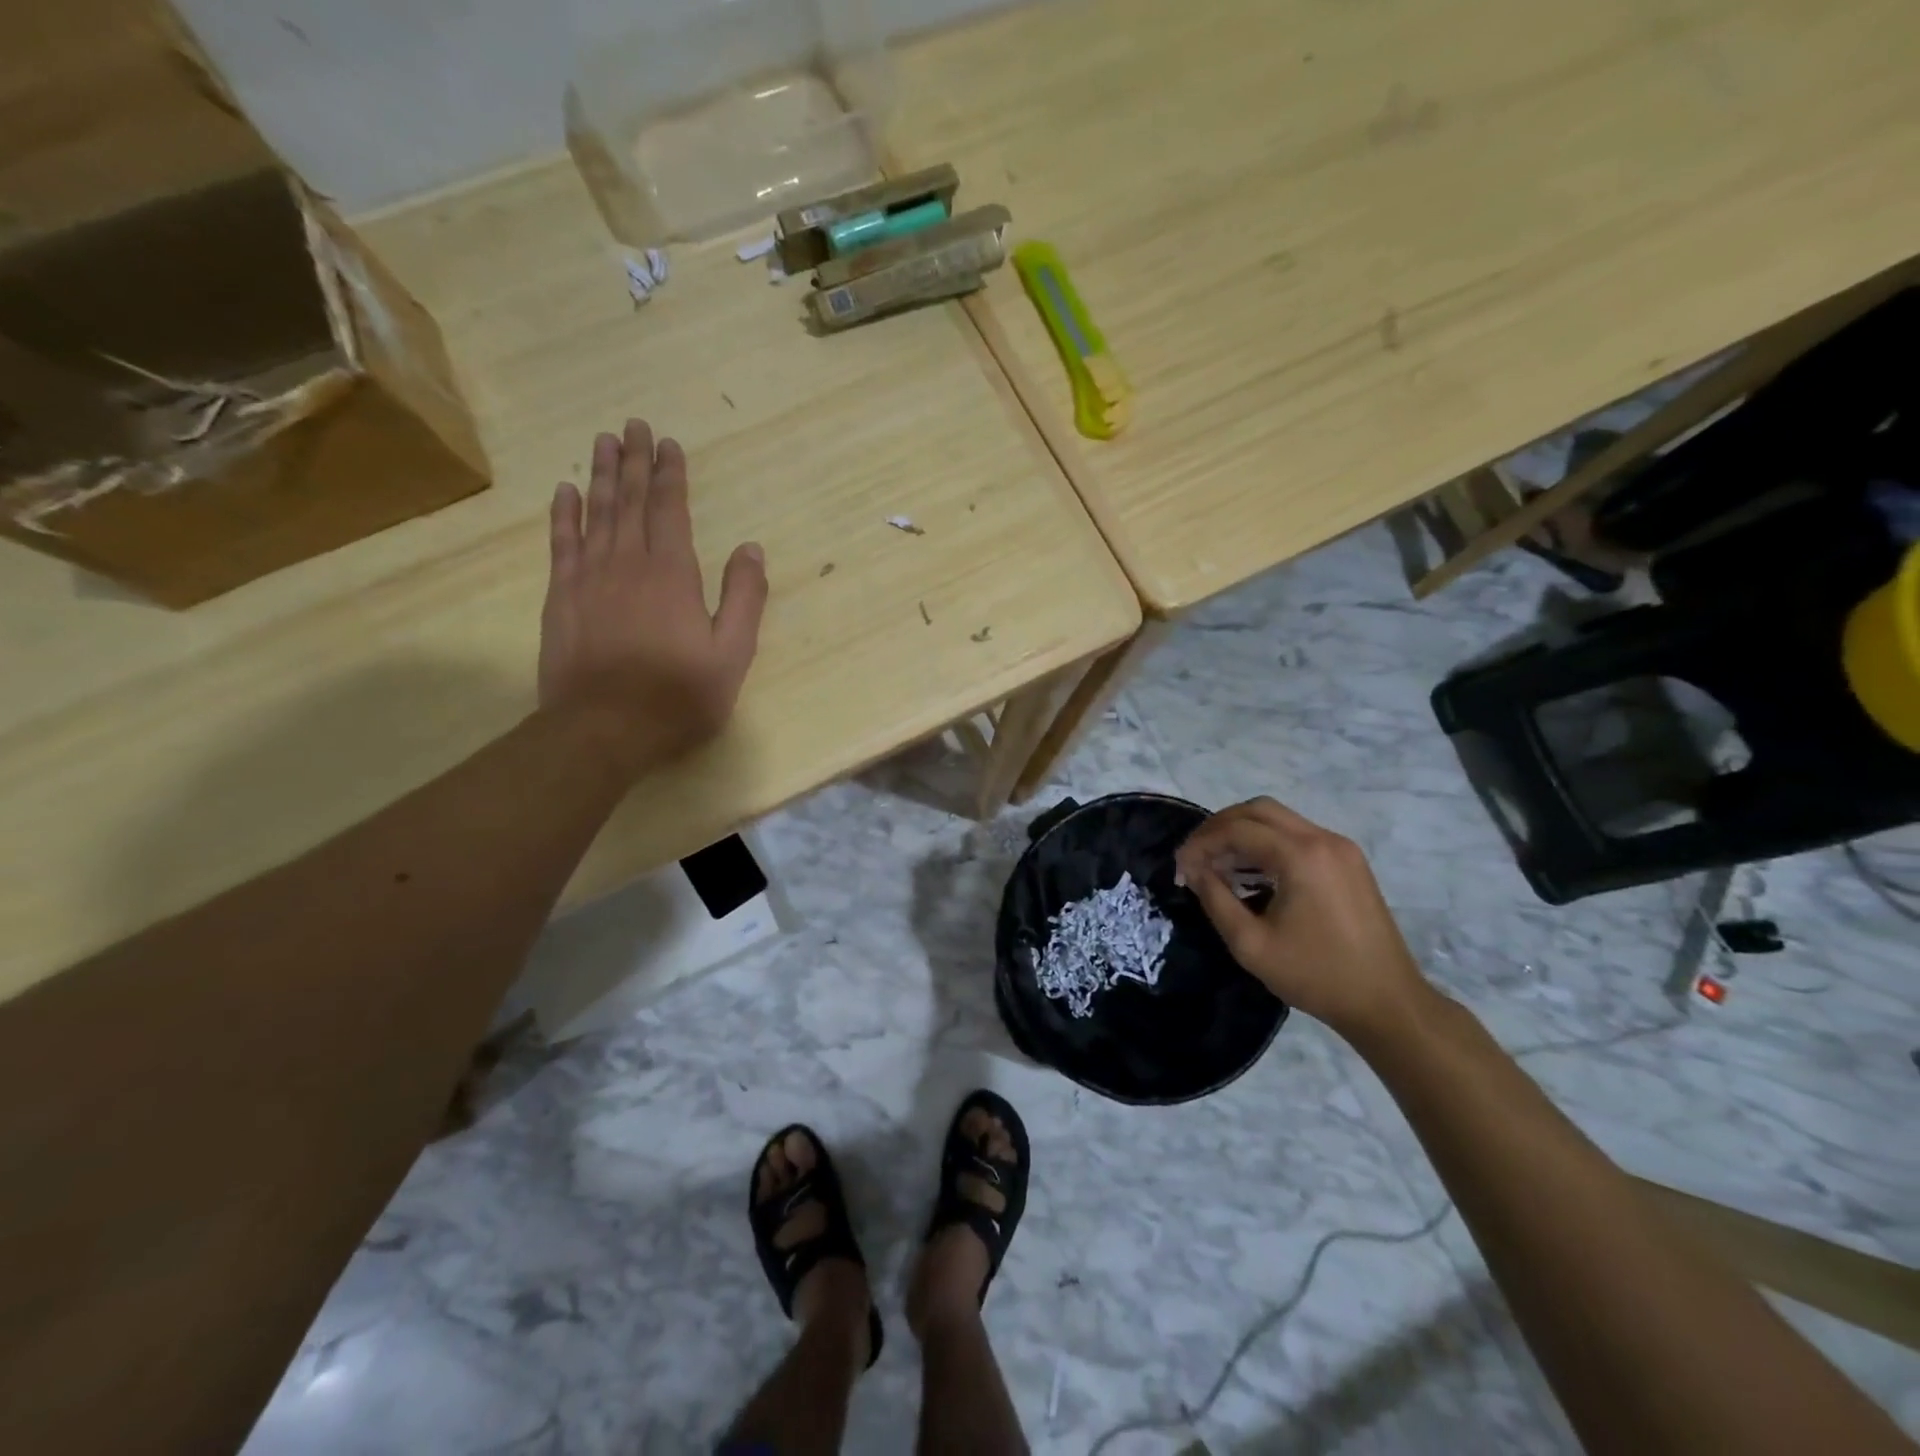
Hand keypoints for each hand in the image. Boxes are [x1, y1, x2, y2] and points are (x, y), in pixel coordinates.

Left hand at [538, 419, 767, 769]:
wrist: (604, 729)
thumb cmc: (678, 696)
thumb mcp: (732, 655)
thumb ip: (744, 598)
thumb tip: (750, 548)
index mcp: (673, 574)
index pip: (670, 510)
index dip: (670, 474)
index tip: (668, 442)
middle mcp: (628, 563)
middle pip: (631, 501)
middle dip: (635, 461)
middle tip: (632, 425)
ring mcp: (589, 578)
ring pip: (597, 513)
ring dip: (602, 476)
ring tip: (603, 443)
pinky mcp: (562, 598)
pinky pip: (562, 543)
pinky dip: (564, 514)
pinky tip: (566, 491)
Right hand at [1174, 797, 1432, 1041]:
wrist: (1387, 1002)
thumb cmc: (1316, 975)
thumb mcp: (1251, 944)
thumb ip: (1215, 899)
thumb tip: (1193, 870)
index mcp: (1300, 856)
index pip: (1237, 829)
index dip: (1202, 842)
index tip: (1180, 867)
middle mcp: (1322, 839)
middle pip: (1258, 810)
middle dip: (1220, 827)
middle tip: (1196, 855)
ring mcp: (1340, 847)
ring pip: (1278, 819)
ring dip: (1243, 833)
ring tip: (1218, 864)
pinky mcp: (1348, 861)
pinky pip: (1298, 835)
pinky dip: (1267, 843)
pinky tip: (1252, 872)